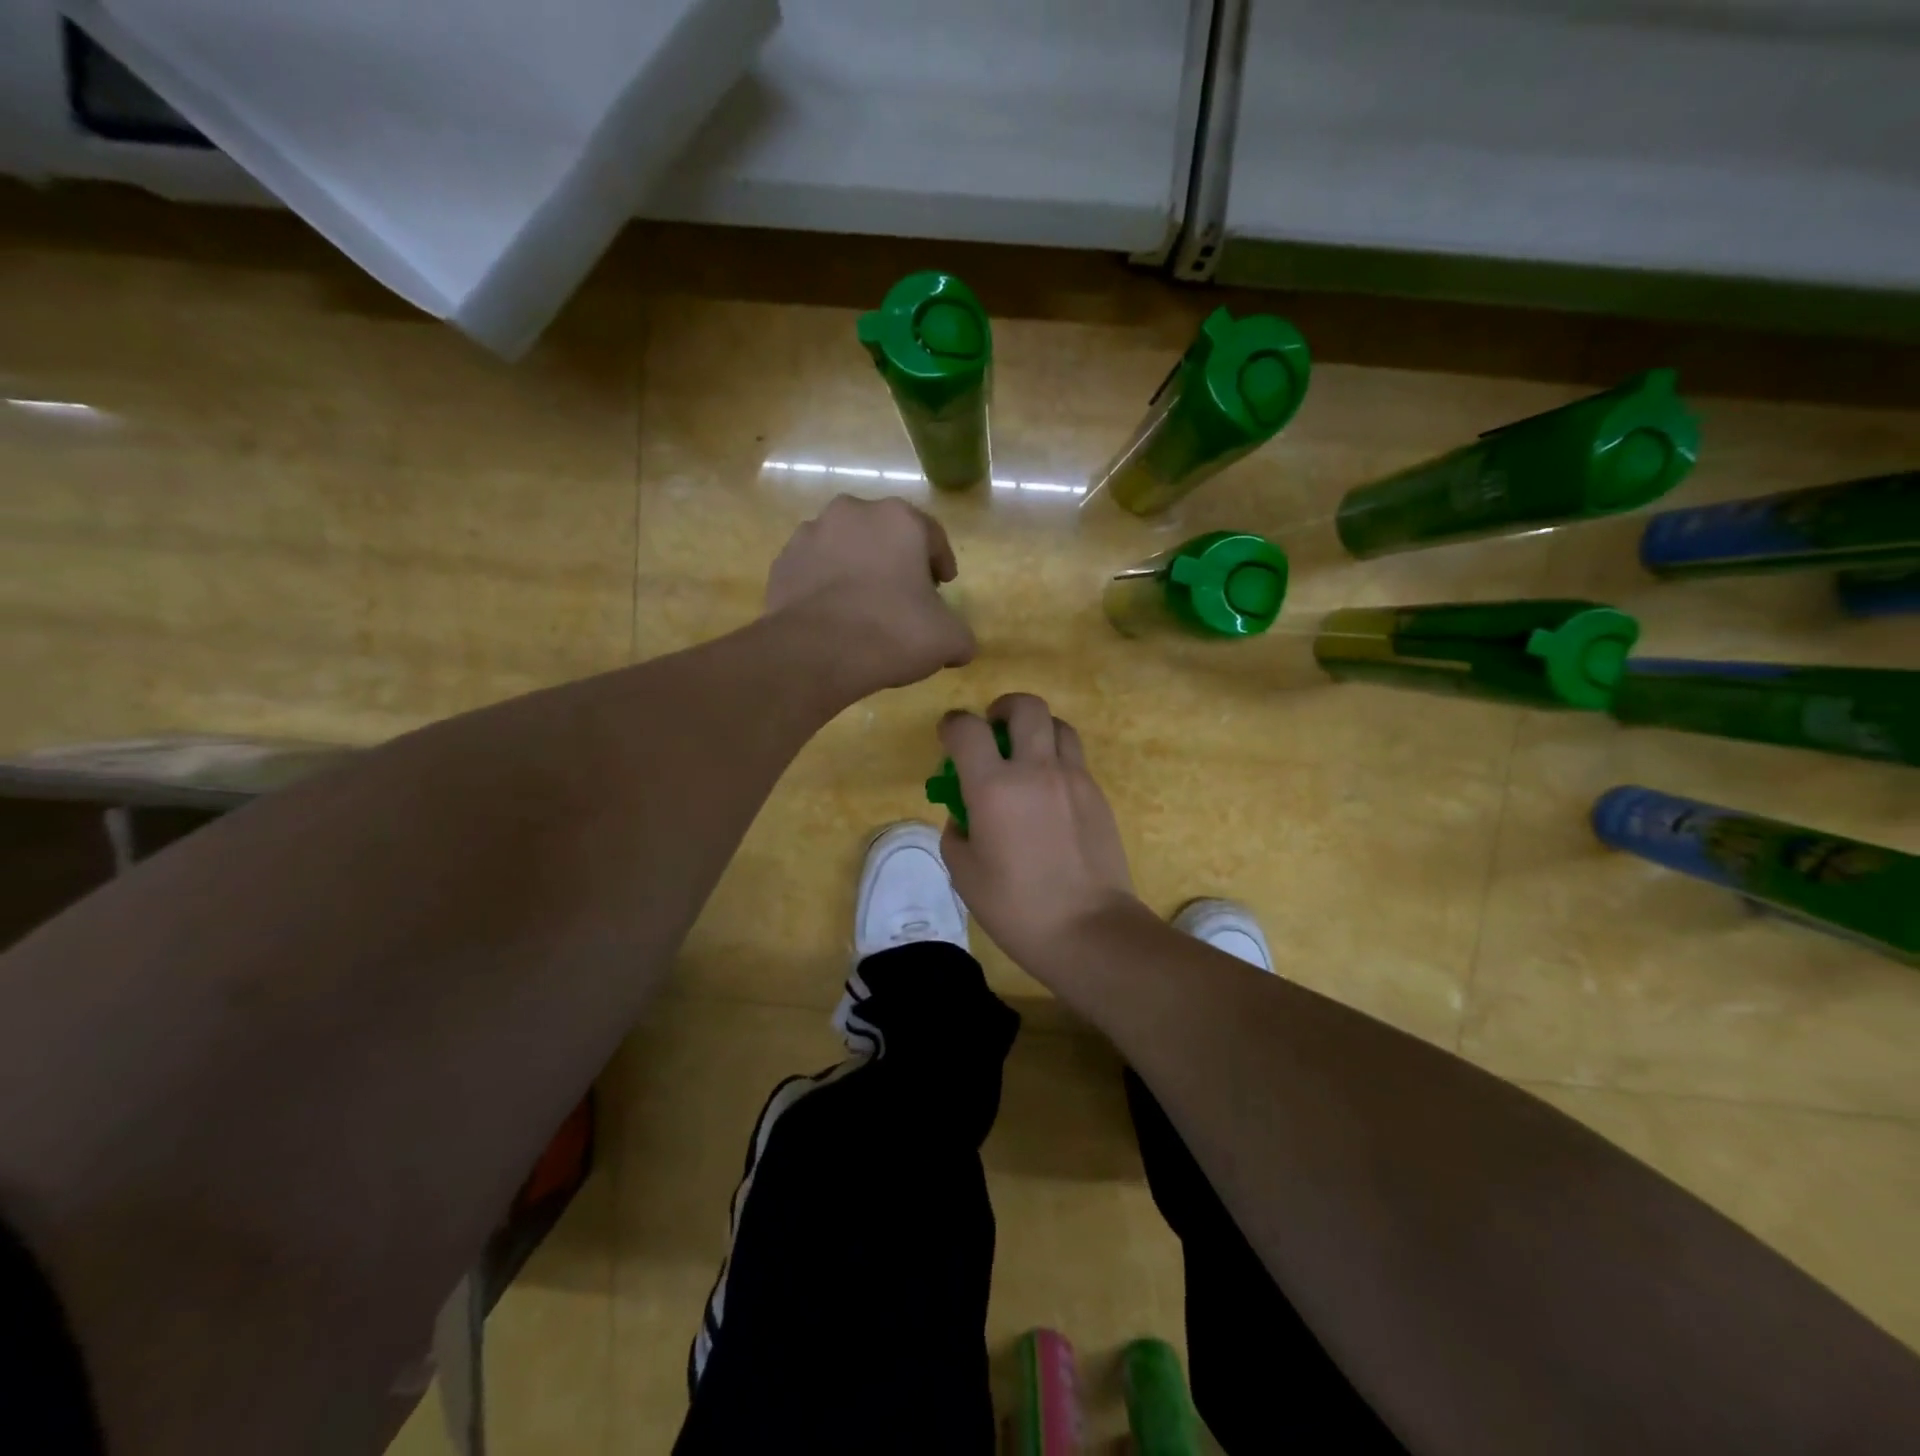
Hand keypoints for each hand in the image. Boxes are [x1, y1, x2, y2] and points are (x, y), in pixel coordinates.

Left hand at [765, 495, 975, 698]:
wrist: (816, 652)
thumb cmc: (893, 632)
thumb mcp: (948, 639)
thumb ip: (961, 636)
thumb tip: (961, 647)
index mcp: (899, 519)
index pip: (931, 535)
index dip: (941, 562)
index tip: (943, 585)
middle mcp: (852, 512)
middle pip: (884, 535)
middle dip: (895, 560)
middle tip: (904, 595)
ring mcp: (810, 534)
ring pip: (845, 548)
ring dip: (856, 569)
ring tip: (863, 607)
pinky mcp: (782, 562)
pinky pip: (813, 570)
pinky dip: (824, 586)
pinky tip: (832, 616)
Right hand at [937, 694, 1145, 977]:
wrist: (1089, 929)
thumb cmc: (1017, 907)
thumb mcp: (965, 874)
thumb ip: (957, 832)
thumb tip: (965, 814)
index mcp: (994, 788)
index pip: (967, 729)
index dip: (952, 724)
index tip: (949, 735)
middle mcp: (1036, 770)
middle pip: (1025, 706)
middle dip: (1003, 708)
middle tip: (994, 729)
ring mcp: (1073, 778)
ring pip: (1058, 724)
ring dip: (1037, 728)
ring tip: (1027, 755)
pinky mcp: (1098, 794)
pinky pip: (1075, 758)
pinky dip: (1057, 759)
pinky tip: (1049, 792)